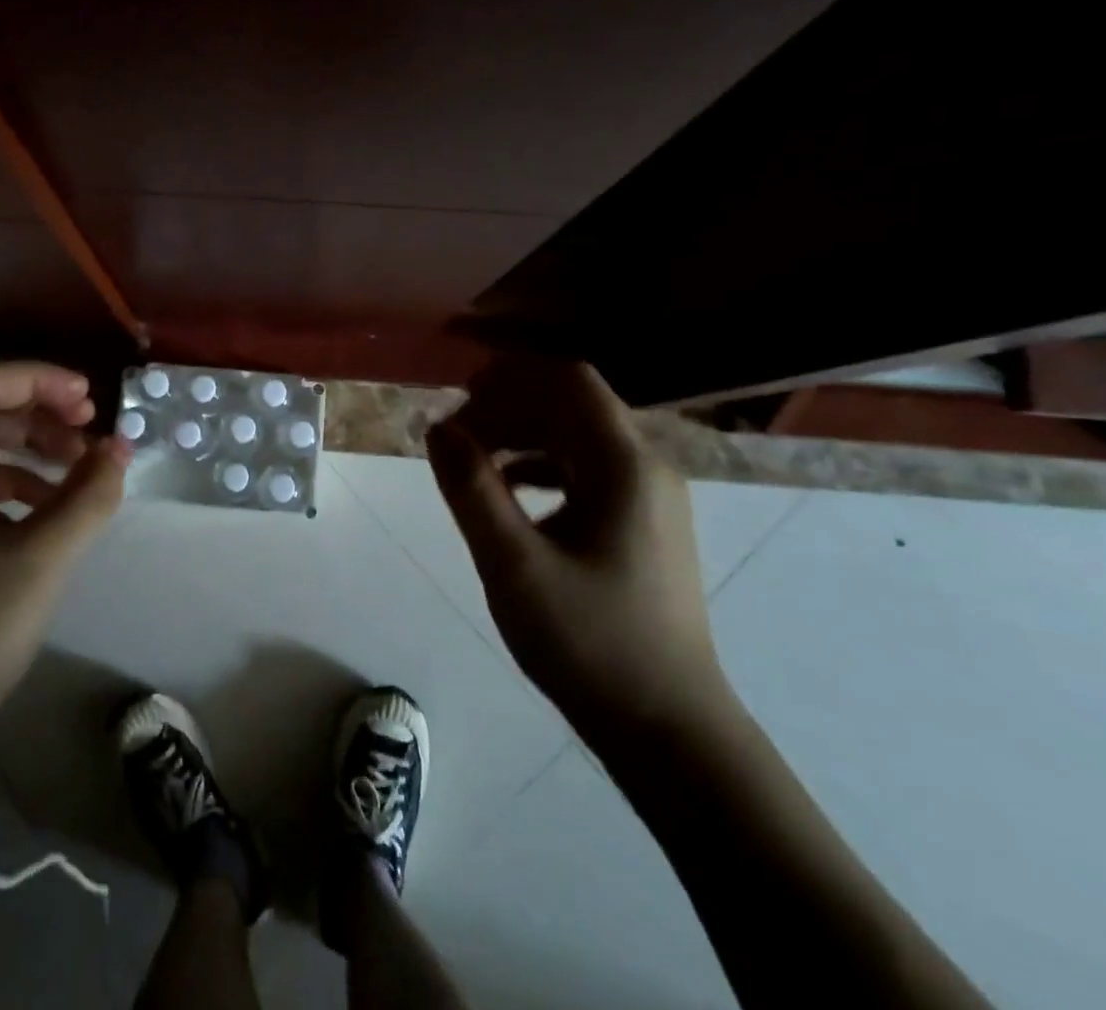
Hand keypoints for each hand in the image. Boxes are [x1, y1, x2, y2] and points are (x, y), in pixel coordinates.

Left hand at [0, 362, 130, 747]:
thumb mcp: (39, 565)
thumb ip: (87, 498)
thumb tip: (120, 450)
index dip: (36, 379)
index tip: (89, 400)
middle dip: (37, 410)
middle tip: (90, 428)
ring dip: (28, 445)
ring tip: (80, 468)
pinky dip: (12, 480)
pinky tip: (48, 507)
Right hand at [425, 359, 728, 745]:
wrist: (669, 730)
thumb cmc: (589, 642)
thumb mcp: (513, 564)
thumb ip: (471, 488)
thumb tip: (437, 426)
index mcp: (624, 465)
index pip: (568, 380)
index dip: (509, 375)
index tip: (458, 396)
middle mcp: (645, 466)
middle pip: (570, 404)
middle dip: (507, 406)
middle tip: (454, 437)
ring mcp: (648, 496)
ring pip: (576, 436)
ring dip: (520, 435)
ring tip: (470, 460)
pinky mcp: (641, 524)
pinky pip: (584, 470)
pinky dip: (540, 465)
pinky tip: (506, 491)